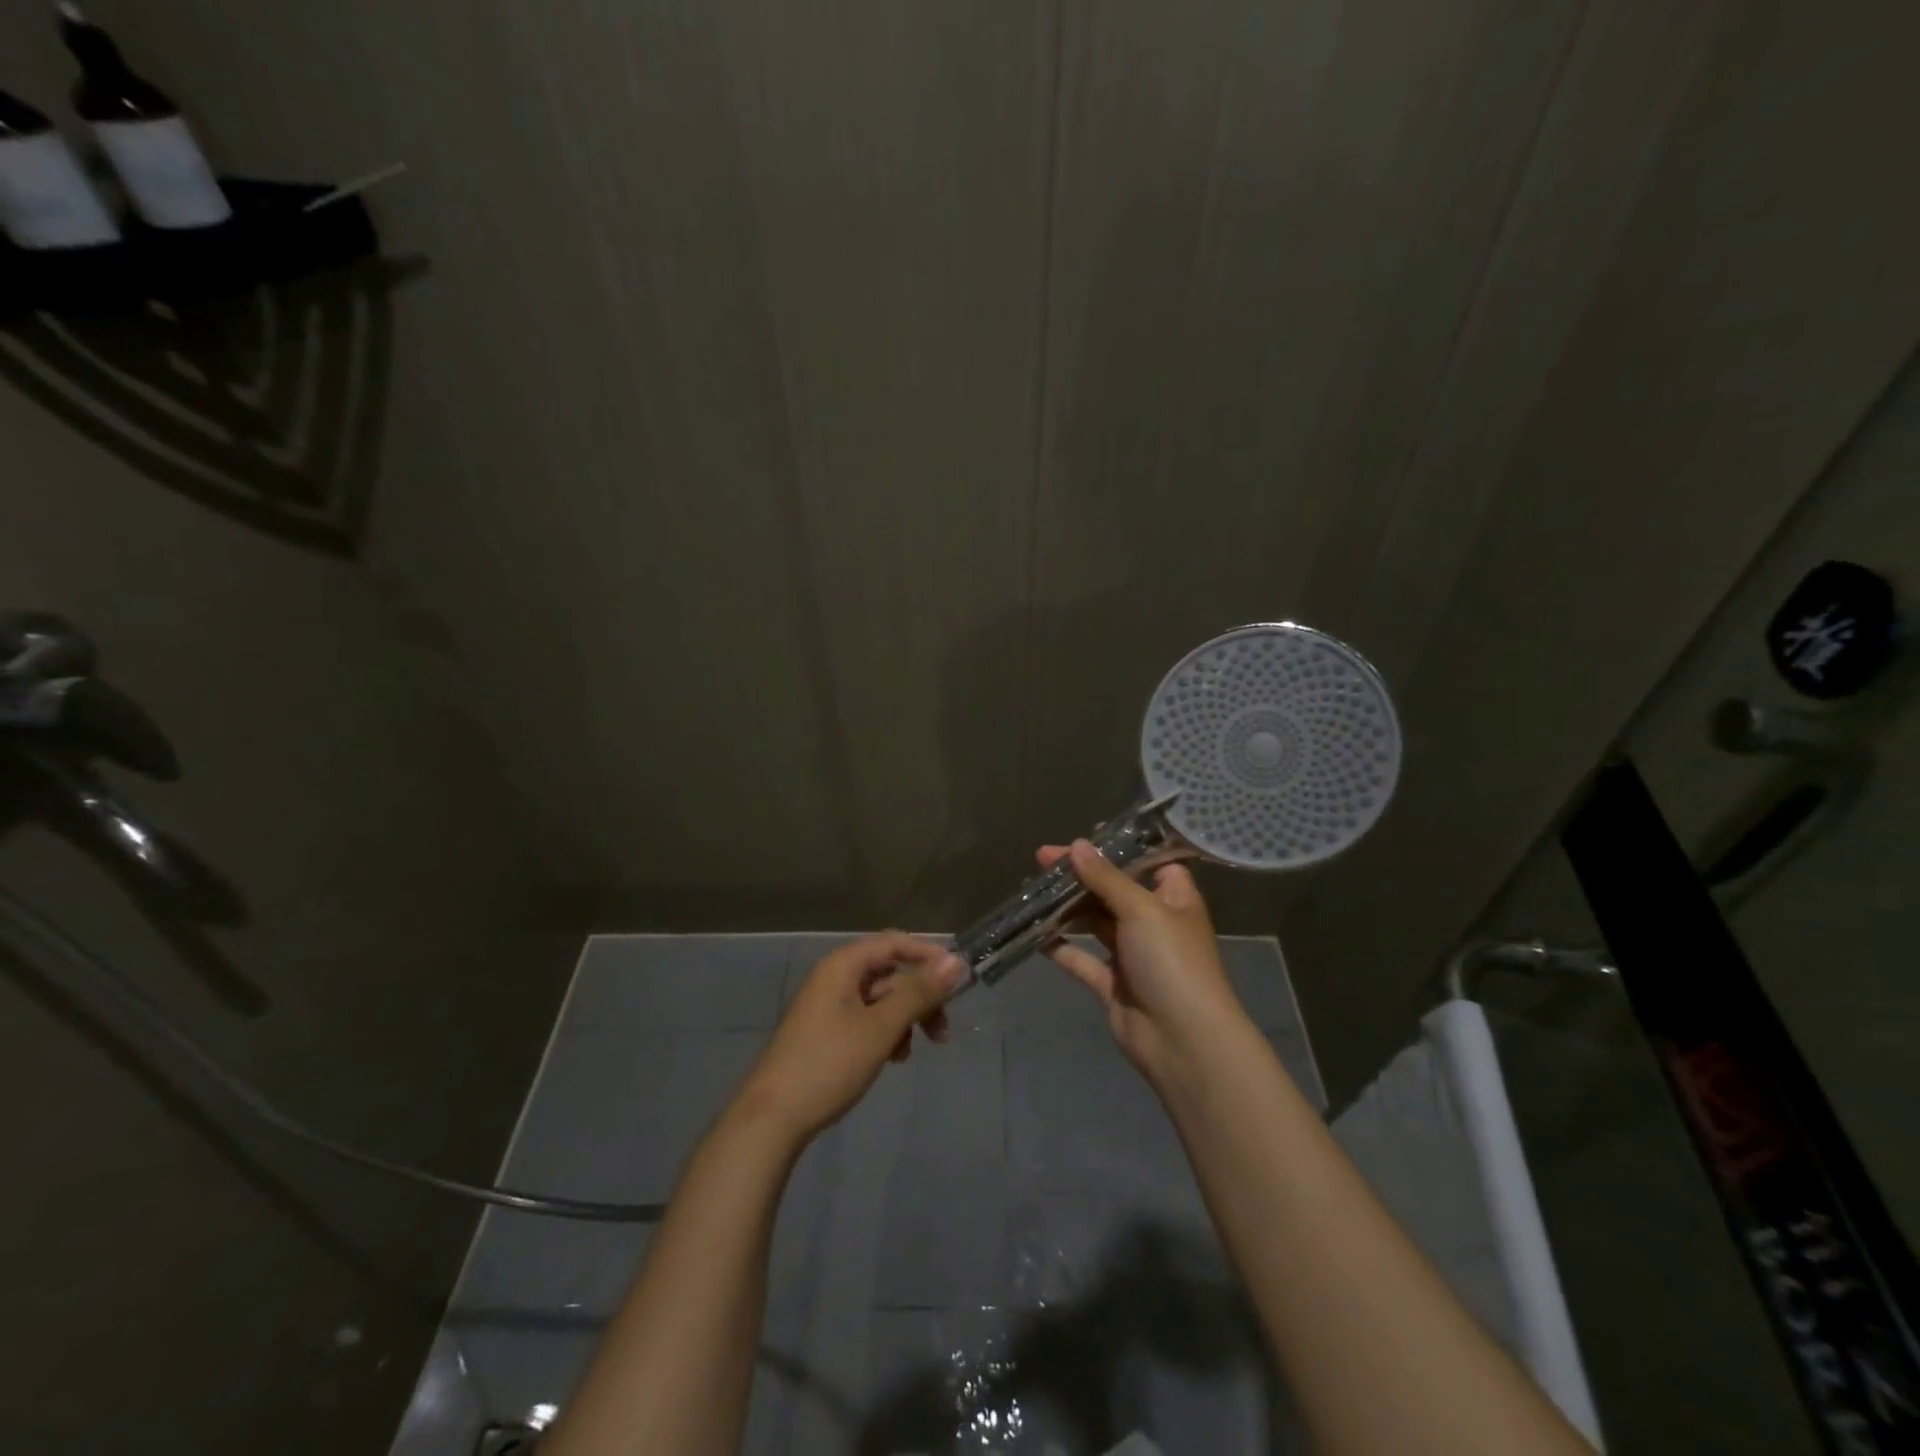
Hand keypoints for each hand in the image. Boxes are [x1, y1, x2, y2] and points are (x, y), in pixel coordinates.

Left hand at [736, 933, 964, 1143]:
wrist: (771, 1119)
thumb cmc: (829, 1064)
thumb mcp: (881, 1027)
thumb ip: (918, 993)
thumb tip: (955, 961)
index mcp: (843, 966)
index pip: (894, 943)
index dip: (928, 955)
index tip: (959, 979)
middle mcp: (834, 978)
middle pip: (889, 973)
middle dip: (919, 997)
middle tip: (942, 1029)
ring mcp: (827, 1006)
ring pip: (880, 1000)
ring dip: (904, 1019)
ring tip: (911, 1052)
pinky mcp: (825, 1033)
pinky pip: (865, 1020)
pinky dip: (885, 1033)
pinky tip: (892, 1059)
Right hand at [1039, 839, 1248, 1088]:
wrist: (1184, 1041)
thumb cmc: (1172, 961)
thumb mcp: (1141, 909)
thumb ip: (1106, 878)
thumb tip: (1077, 845)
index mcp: (1173, 898)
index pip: (1148, 862)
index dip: (1120, 848)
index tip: (1085, 835)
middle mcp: (1153, 922)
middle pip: (1113, 890)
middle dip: (1080, 876)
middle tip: (1042, 860)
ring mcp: (1132, 955)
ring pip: (1094, 922)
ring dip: (1067, 908)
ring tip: (1032, 890)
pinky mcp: (1112, 984)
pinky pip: (1082, 959)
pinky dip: (1061, 947)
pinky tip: (1035, 934)